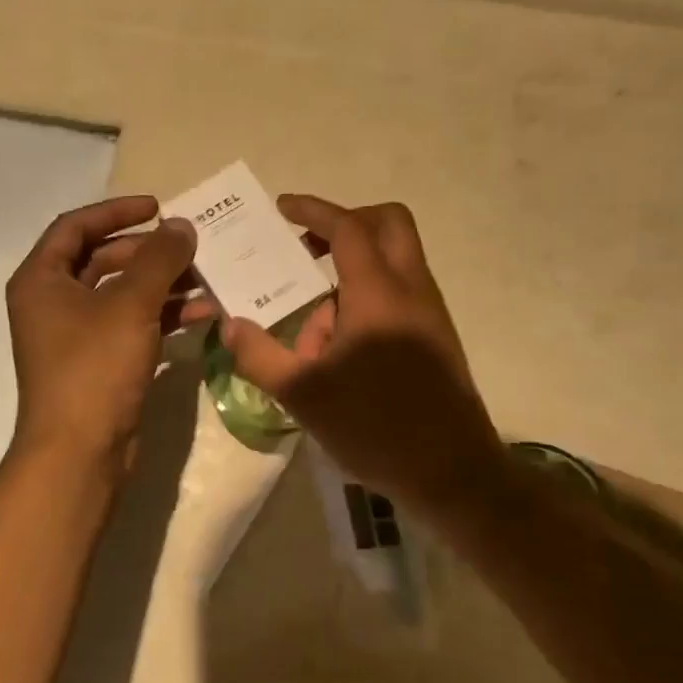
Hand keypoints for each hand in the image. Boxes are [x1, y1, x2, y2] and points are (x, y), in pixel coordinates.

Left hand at [5, 195, 206, 471]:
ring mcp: (77, 337)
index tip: (159, 208)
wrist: (79, 452)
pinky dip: (163, 317)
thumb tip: (181, 226)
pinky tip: (203, 315)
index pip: (76, 227)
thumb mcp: (129, 305)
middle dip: (149, 252)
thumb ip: (159, 259)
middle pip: (103, 260)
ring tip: (208, 280)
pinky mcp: (100, 364)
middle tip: (191, 248)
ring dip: (164, 285)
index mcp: (42, 280)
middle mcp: (54, 304)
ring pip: (123, 295)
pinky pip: (133, 326)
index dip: (117, 211)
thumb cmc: (94, 368)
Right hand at [221, 196, 501, 514]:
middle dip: (346, 223)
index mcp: (378, 294)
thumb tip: (230, 325)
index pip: (347, 228)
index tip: (283, 208)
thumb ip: (260, 355)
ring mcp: (430, 312)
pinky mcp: (436, 336)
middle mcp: (411, 290)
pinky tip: (339, 350)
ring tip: (311, 329)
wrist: (451, 473)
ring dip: (351, 273)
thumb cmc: (375, 428)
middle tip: (307, 247)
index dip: (314, 211)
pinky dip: (367, 298)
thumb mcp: (303, 394)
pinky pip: (399, 294)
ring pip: (393, 262)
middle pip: (388, 224)